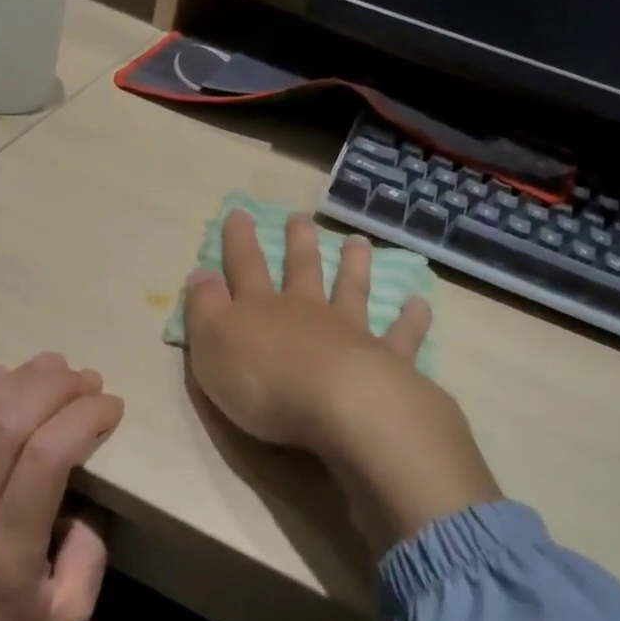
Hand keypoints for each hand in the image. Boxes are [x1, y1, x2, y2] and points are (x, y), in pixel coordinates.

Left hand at [0, 354, 120, 620]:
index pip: (47, 459)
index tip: (110, 407)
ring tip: (50, 366)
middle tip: (86, 378)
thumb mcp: (66, 619)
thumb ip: (90, 553)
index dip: (83, 418)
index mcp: (6, 557)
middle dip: (54, 387)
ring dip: (14, 379)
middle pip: (6, 425)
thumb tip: (87, 492)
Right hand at [183, 211, 499, 552]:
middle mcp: (307, 312)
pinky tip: (419, 303)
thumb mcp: (212, 345)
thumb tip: (200, 273)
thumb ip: (205, 308)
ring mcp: (350, 332)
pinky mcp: (387, 360)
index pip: (245, 267)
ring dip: (354, 265)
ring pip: (351, 290)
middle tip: (301, 219)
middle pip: (302, 270)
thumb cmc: (264, 382)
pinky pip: (401, 335)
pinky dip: (411, 319)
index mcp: (261, 310)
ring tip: (359, 242)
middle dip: (298, 243)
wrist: (340, 407)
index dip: (239, 241)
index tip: (240, 214)